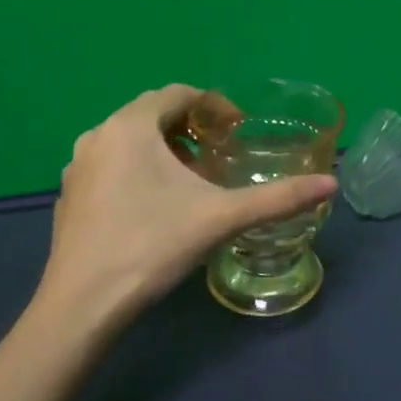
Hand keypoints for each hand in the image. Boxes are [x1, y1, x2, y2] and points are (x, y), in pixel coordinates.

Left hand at [34, 85, 335, 328]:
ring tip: (193, 180)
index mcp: (131, 126)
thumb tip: (330, 184)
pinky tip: (156, 207)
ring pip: (130, 140)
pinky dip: (139, 169)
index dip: (215, 105)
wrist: (82, 306)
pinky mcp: (70, 196)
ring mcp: (78, 167)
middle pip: (153, 114)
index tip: (239, 129)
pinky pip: (111, 164)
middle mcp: (98, 136)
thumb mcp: (223, 217)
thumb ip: (279, 198)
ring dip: (165, 149)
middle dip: (192, 128)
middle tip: (221, 154)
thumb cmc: (152, 246)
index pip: (179, 93)